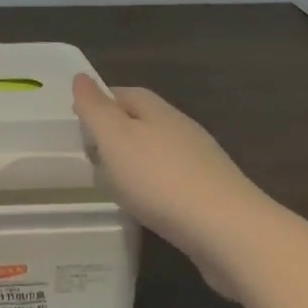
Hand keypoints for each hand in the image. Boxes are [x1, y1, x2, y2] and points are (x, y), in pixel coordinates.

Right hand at [72, 76, 270, 293]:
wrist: (228, 231)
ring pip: (159, 150)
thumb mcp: (115, 138)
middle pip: (144, 120)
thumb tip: (81, 76)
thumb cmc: (160, 179)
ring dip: (136, 159)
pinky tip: (145, 203)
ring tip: (112, 178)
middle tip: (90, 148)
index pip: (125, 93)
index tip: (78, 116)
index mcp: (157, 111)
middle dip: (117, 130)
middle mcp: (182, 129)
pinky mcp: (210, 195)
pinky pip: (172, 179)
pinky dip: (153, 184)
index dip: (101, 100)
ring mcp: (200, 162)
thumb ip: (95, 109)